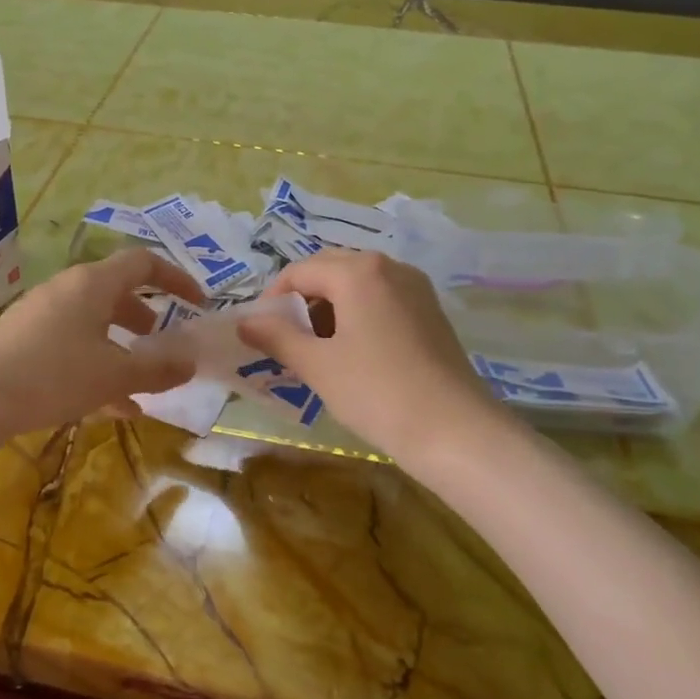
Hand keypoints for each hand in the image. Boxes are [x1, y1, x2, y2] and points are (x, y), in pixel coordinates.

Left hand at [0, 248, 202, 437]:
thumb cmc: (53, 374)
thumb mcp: (115, 375)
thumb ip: (158, 368)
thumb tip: (191, 362)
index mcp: (94, 284)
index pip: (144, 263)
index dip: (176, 278)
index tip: (198, 303)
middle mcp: (68, 290)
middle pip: (116, 293)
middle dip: (145, 317)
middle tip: (163, 340)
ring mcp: (42, 315)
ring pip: (94, 324)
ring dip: (121, 347)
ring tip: (141, 381)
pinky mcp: (23, 342)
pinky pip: (71, 347)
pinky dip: (97, 367)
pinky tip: (112, 408)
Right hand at [239, 250, 502, 461]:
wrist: (454, 431)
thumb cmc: (376, 392)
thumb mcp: (317, 365)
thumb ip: (276, 337)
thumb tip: (245, 322)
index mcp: (358, 271)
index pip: (299, 272)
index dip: (272, 300)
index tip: (261, 334)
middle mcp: (389, 267)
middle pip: (330, 270)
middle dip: (301, 300)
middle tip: (286, 339)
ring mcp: (415, 288)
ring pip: (357, 284)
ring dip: (329, 307)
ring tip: (317, 349)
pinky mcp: (430, 312)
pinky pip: (381, 299)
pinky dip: (357, 315)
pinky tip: (353, 352)